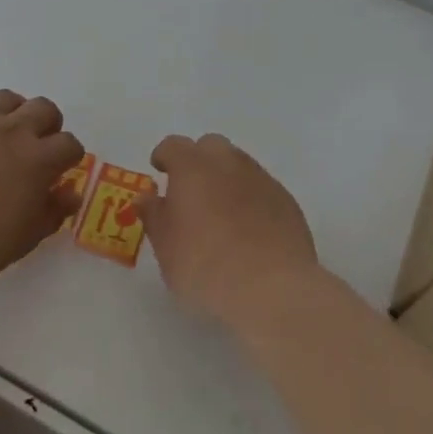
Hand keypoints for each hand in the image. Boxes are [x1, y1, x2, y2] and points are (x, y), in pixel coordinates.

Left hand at [0, 90, 84, 290]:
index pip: (69, 144)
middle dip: (48, 125)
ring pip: (7, 98)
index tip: (59, 172)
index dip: (69, 157)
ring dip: (13, 113)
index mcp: (37, 161)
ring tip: (2, 136)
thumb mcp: (20, 241)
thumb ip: (51, 213)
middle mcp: (12, 130)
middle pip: (44, 108)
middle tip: (35, 148)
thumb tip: (70, 192)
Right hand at [137, 133, 319, 331]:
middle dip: (198, 161)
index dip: (164, 157)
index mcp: (192, 167)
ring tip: (220, 213)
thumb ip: (154, 216)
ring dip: (226, 178)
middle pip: (210, 146)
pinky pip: (261, 188)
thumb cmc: (205, 266)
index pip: (173, 145)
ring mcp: (261, 179)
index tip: (160, 173)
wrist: (272, 288)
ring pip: (238, 165)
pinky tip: (248, 229)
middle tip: (191, 192)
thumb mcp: (166, 247)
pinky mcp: (286, 200)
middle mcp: (228, 162)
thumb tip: (147, 197)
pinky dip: (250, 198)